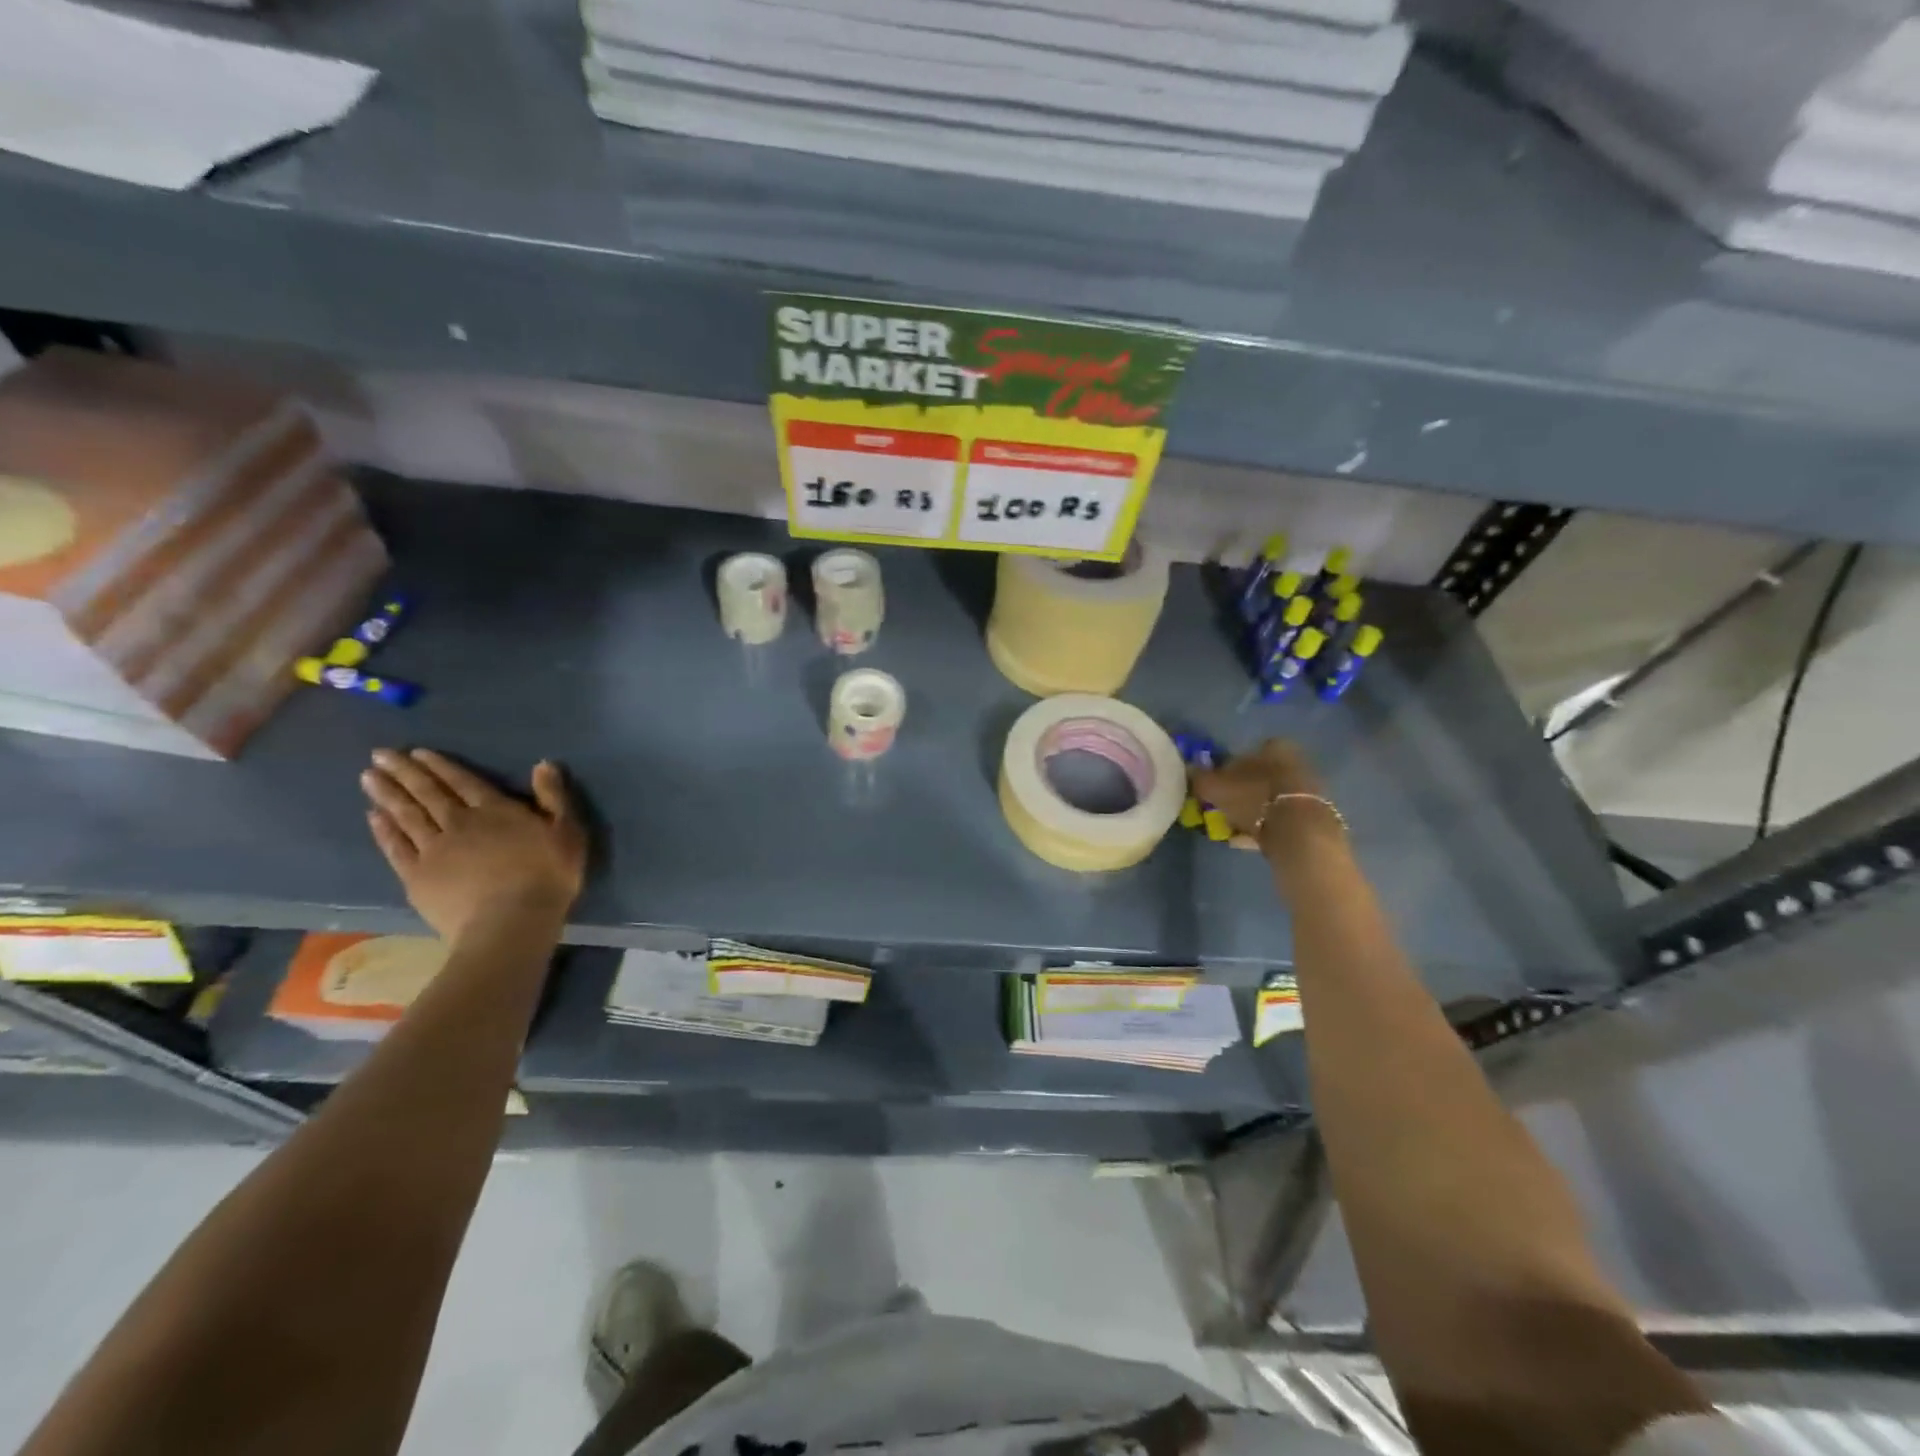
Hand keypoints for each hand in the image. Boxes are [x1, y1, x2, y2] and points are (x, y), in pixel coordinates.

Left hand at [360, 749, 586, 940]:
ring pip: (407, 816)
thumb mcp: (567, 832)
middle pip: (429, 793)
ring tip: (368, 777)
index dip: (441, 766)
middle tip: (380, 755)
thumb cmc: (547, 875)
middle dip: (405, 772)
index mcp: (496, 810)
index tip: (417, 752)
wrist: (510, 922)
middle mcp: (460, 823)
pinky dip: (384, 830)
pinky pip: (396, 847)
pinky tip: (373, 817)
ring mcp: (434, 850)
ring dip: (388, 795)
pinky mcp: (418, 876)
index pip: (463, 782)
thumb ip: (554, 797)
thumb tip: (543, 764)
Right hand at [1189, 740, 1341, 856]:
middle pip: (1259, 776)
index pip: (1245, 753)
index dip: (1226, 770)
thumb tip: (1189, 769)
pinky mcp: (1312, 816)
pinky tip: (1245, 841)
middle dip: (1240, 791)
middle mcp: (1295, 762)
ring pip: (1269, 798)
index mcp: (1274, 748)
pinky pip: (1280, 819)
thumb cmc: (1254, 798)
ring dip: (1251, 811)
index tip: (1215, 787)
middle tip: (1221, 808)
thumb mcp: (1216, 787)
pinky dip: (1263, 827)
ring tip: (1231, 828)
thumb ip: (1200, 777)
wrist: (1299, 832)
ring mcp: (1306, 790)